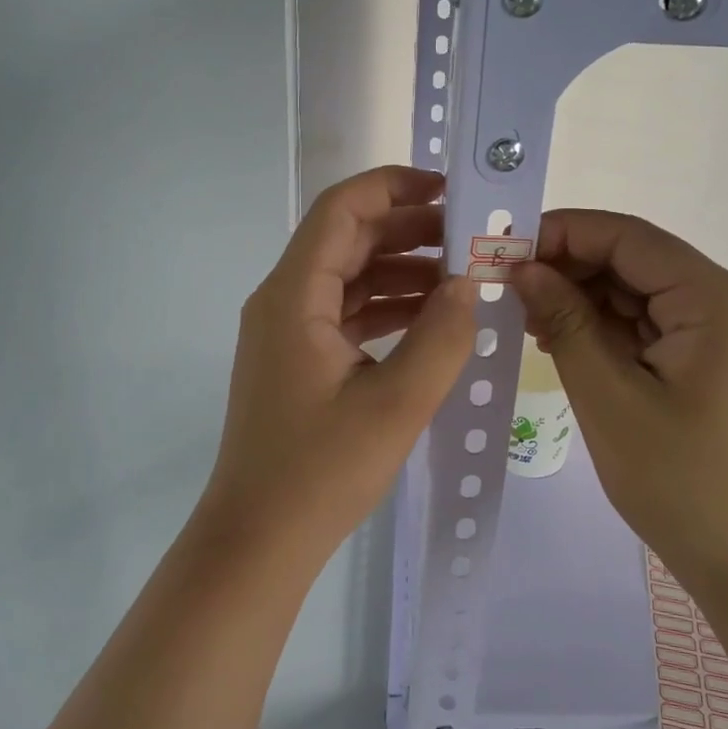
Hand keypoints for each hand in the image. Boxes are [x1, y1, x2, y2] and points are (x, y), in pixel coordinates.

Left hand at [198, 166, 478, 564]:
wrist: (257, 542)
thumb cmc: (321, 472)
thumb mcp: (396, 404)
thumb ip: (441, 336)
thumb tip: (468, 284)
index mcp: (293, 295)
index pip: (341, 210)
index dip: (393, 187)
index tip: (448, 190)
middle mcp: (283, 301)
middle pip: (347, 240)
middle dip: (408, 231)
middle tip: (470, 237)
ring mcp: (287, 332)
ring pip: (348, 277)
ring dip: (402, 271)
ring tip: (463, 278)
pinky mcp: (297, 360)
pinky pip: (345, 314)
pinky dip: (386, 308)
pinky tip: (431, 319)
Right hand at [511, 210, 727, 596]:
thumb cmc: (682, 483)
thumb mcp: (609, 398)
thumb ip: (566, 321)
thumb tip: (523, 267)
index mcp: (715, 299)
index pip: (628, 238)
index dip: (563, 233)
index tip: (504, 250)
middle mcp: (725, 302)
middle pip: (633, 261)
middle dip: (568, 268)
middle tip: (505, 288)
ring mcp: (720, 332)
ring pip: (636, 292)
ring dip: (581, 299)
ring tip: (525, 318)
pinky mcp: (708, 360)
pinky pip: (646, 324)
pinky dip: (602, 328)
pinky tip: (560, 341)